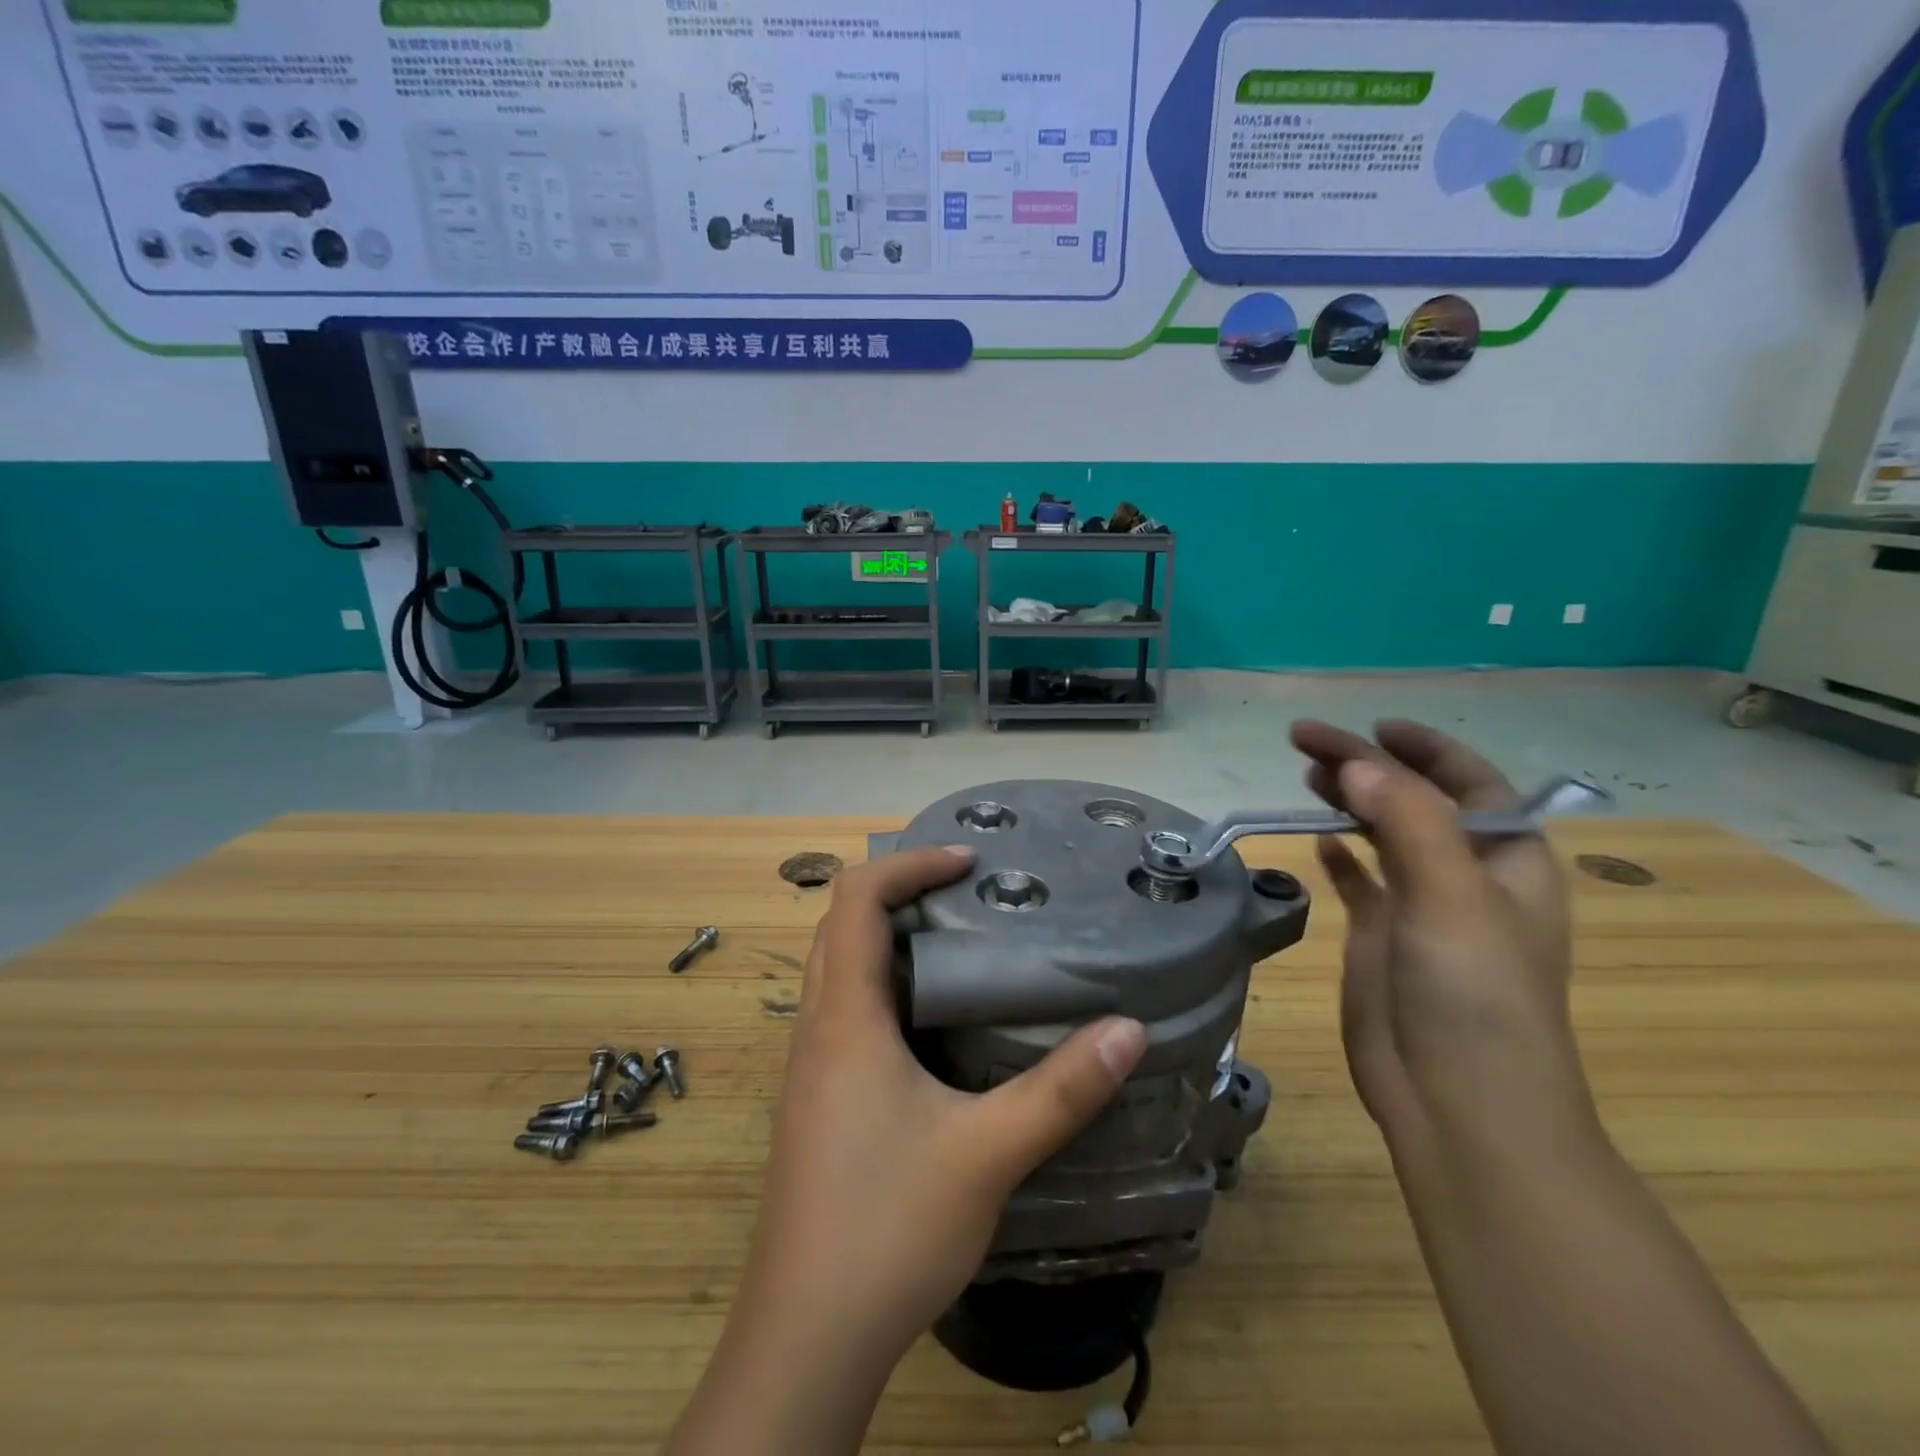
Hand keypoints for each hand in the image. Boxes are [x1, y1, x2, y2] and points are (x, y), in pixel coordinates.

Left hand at [667, 846, 1146, 1454]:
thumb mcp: (987, 1154)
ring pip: (839, 967)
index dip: (909, 864)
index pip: (857, 899)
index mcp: (845, 1017)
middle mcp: (817, 1027)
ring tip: (959, 941)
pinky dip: (884, 985)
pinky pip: (845, 1011)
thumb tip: (1128, 1029)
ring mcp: (811, 1066)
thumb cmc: (887, 1227)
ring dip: (888, 937)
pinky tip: (935, 1023)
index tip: (969, 861)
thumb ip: (1061, 1089)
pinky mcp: (818, 1100)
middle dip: (900, 891)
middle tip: (967, 891)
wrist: (805, 1338)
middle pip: (842, 924)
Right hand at [1291, 720, 1596, 1141]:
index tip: (1372, 726)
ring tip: (1305, 773)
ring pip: (1383, 833)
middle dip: (1367, 766)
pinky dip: (1343, 854)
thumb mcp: (1452, 897)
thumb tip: (1356, 765)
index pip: (1469, 782)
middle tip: (1304, 742)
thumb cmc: (1475, 995)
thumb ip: (1409, 821)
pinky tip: (1320, 835)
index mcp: (1507, 859)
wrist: (1457, 1101)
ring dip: (1349, 799)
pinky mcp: (1382, 936)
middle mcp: (1466, 875)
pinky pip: (1361, 878)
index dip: (1425, 749)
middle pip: (1415, 800)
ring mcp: (1422, 906)